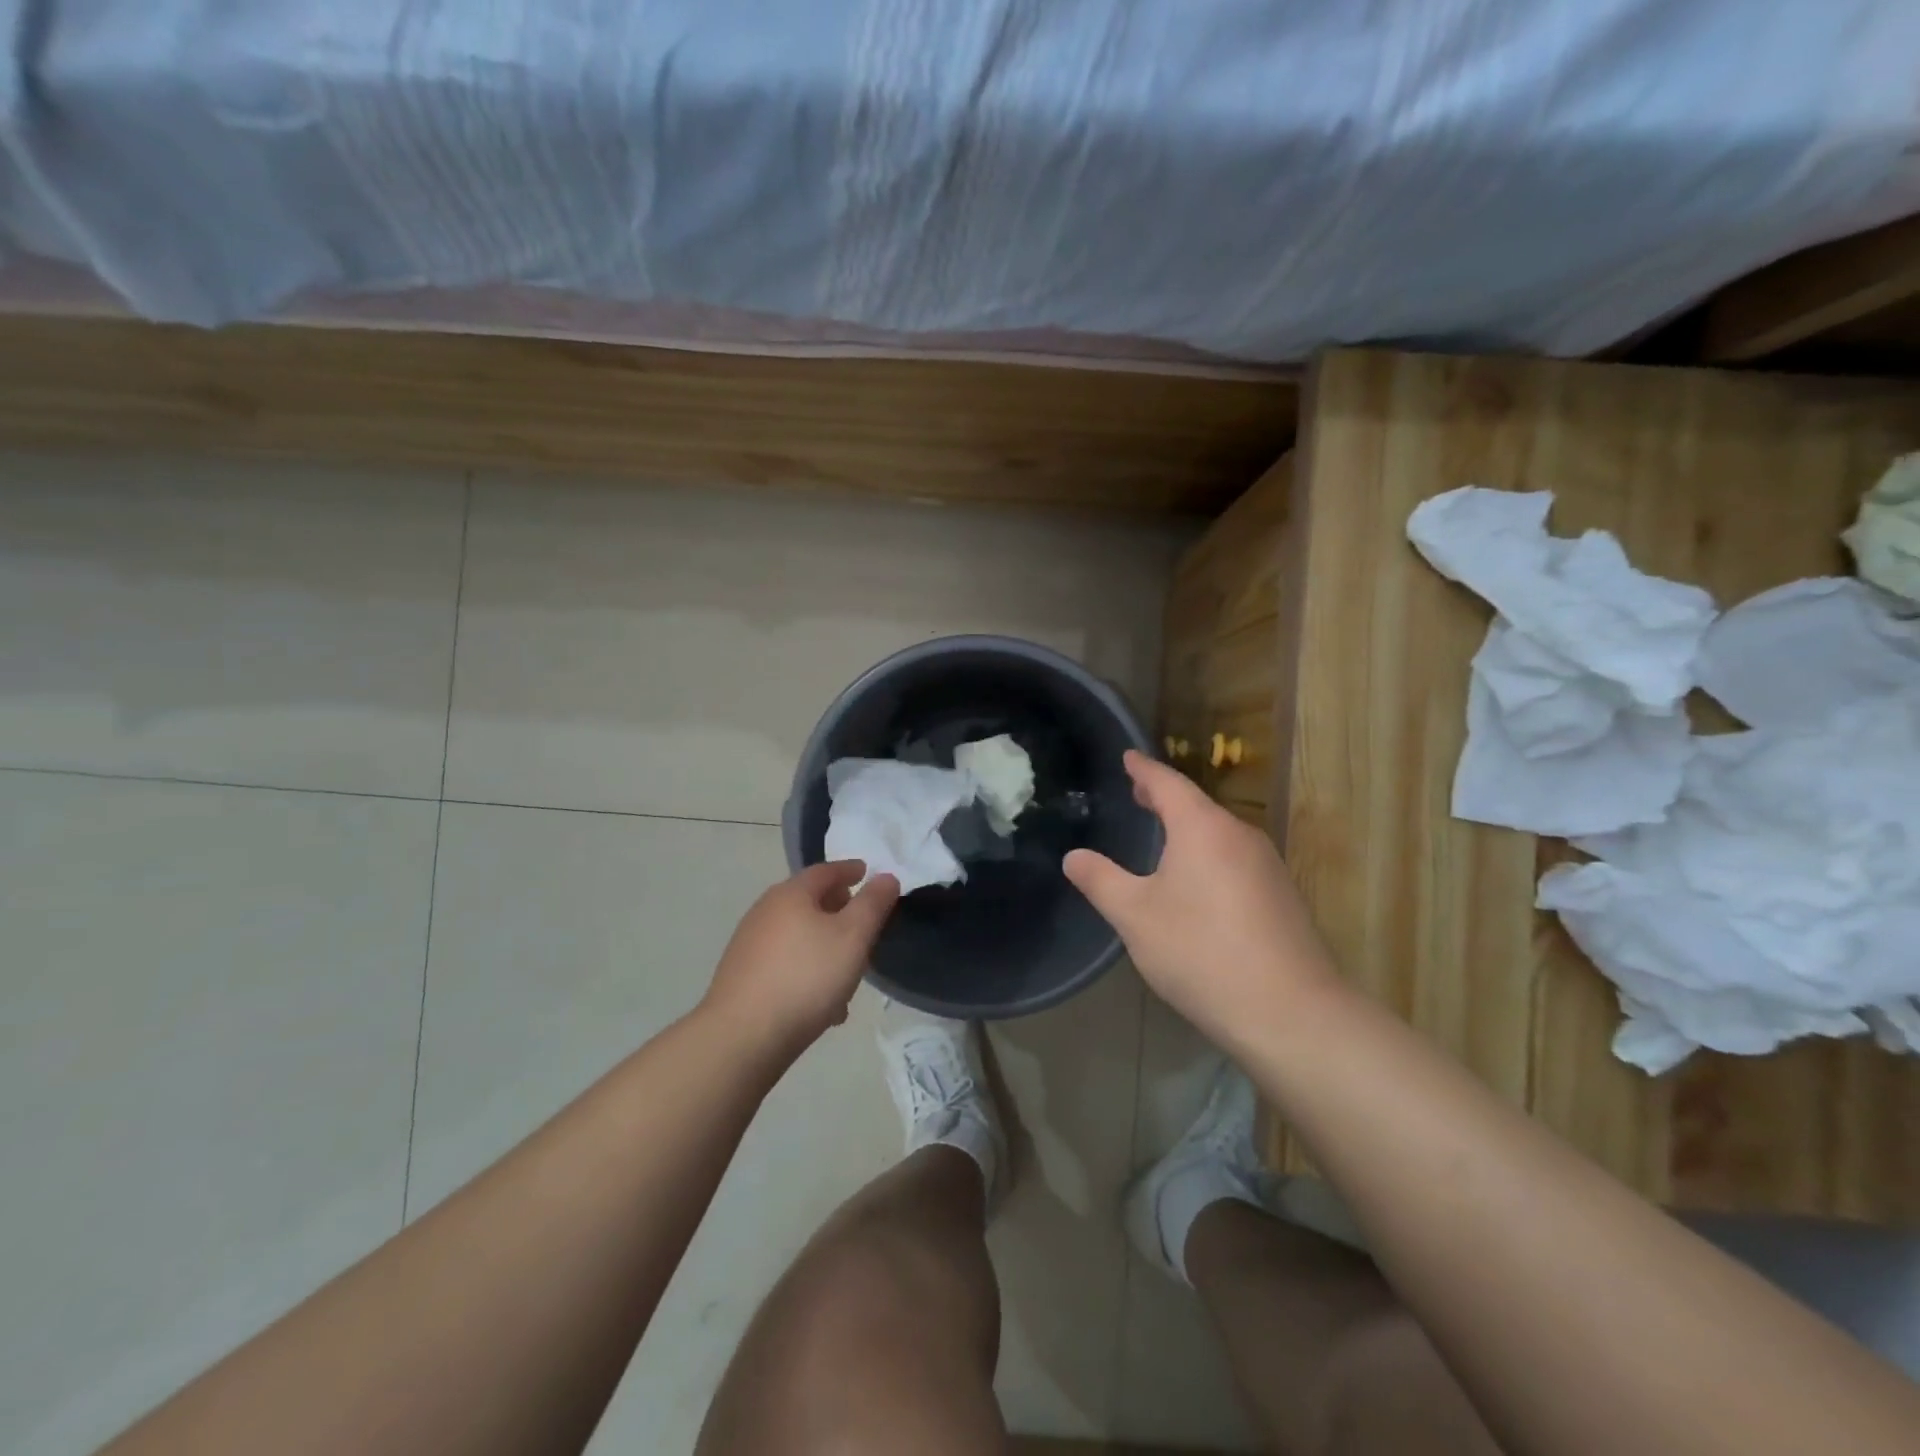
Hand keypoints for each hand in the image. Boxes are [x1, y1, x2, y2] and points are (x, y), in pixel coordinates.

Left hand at [701, 861, 900, 1055]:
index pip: (825, 870)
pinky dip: (807, 970)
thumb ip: (873, 903)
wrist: (742, 1037)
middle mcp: (765, 911)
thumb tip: (885, 876)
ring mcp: (749, 944)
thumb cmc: (806, 977)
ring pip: (798, 935)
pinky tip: (823, 1003)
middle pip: (809, 901)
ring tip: (848, 971)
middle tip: (863, 922)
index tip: (867, 873)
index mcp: (791, 894)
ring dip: (825, 945)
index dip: (850, 870)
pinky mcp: (742, 976)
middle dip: (838, 909)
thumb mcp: (853, 936)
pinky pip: (785, 963)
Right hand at [1063, 751, 1336, 1041]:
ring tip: (1162, 832)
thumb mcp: (1136, 917)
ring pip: (1218, 833)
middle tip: (1137, 793)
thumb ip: (1101, 881)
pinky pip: (1234, 858)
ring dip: (1187, 827)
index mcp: (1202, 828)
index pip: (1168, 783)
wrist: (1289, 1011)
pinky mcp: (1281, 896)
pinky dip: (1208, 853)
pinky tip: (1197, 879)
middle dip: (1165, 797)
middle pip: (1196, 805)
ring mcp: (1267, 865)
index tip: (1128, 756)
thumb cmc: (1201, 951)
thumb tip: (1073, 857)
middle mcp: (1239, 835)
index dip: (1143, 769)